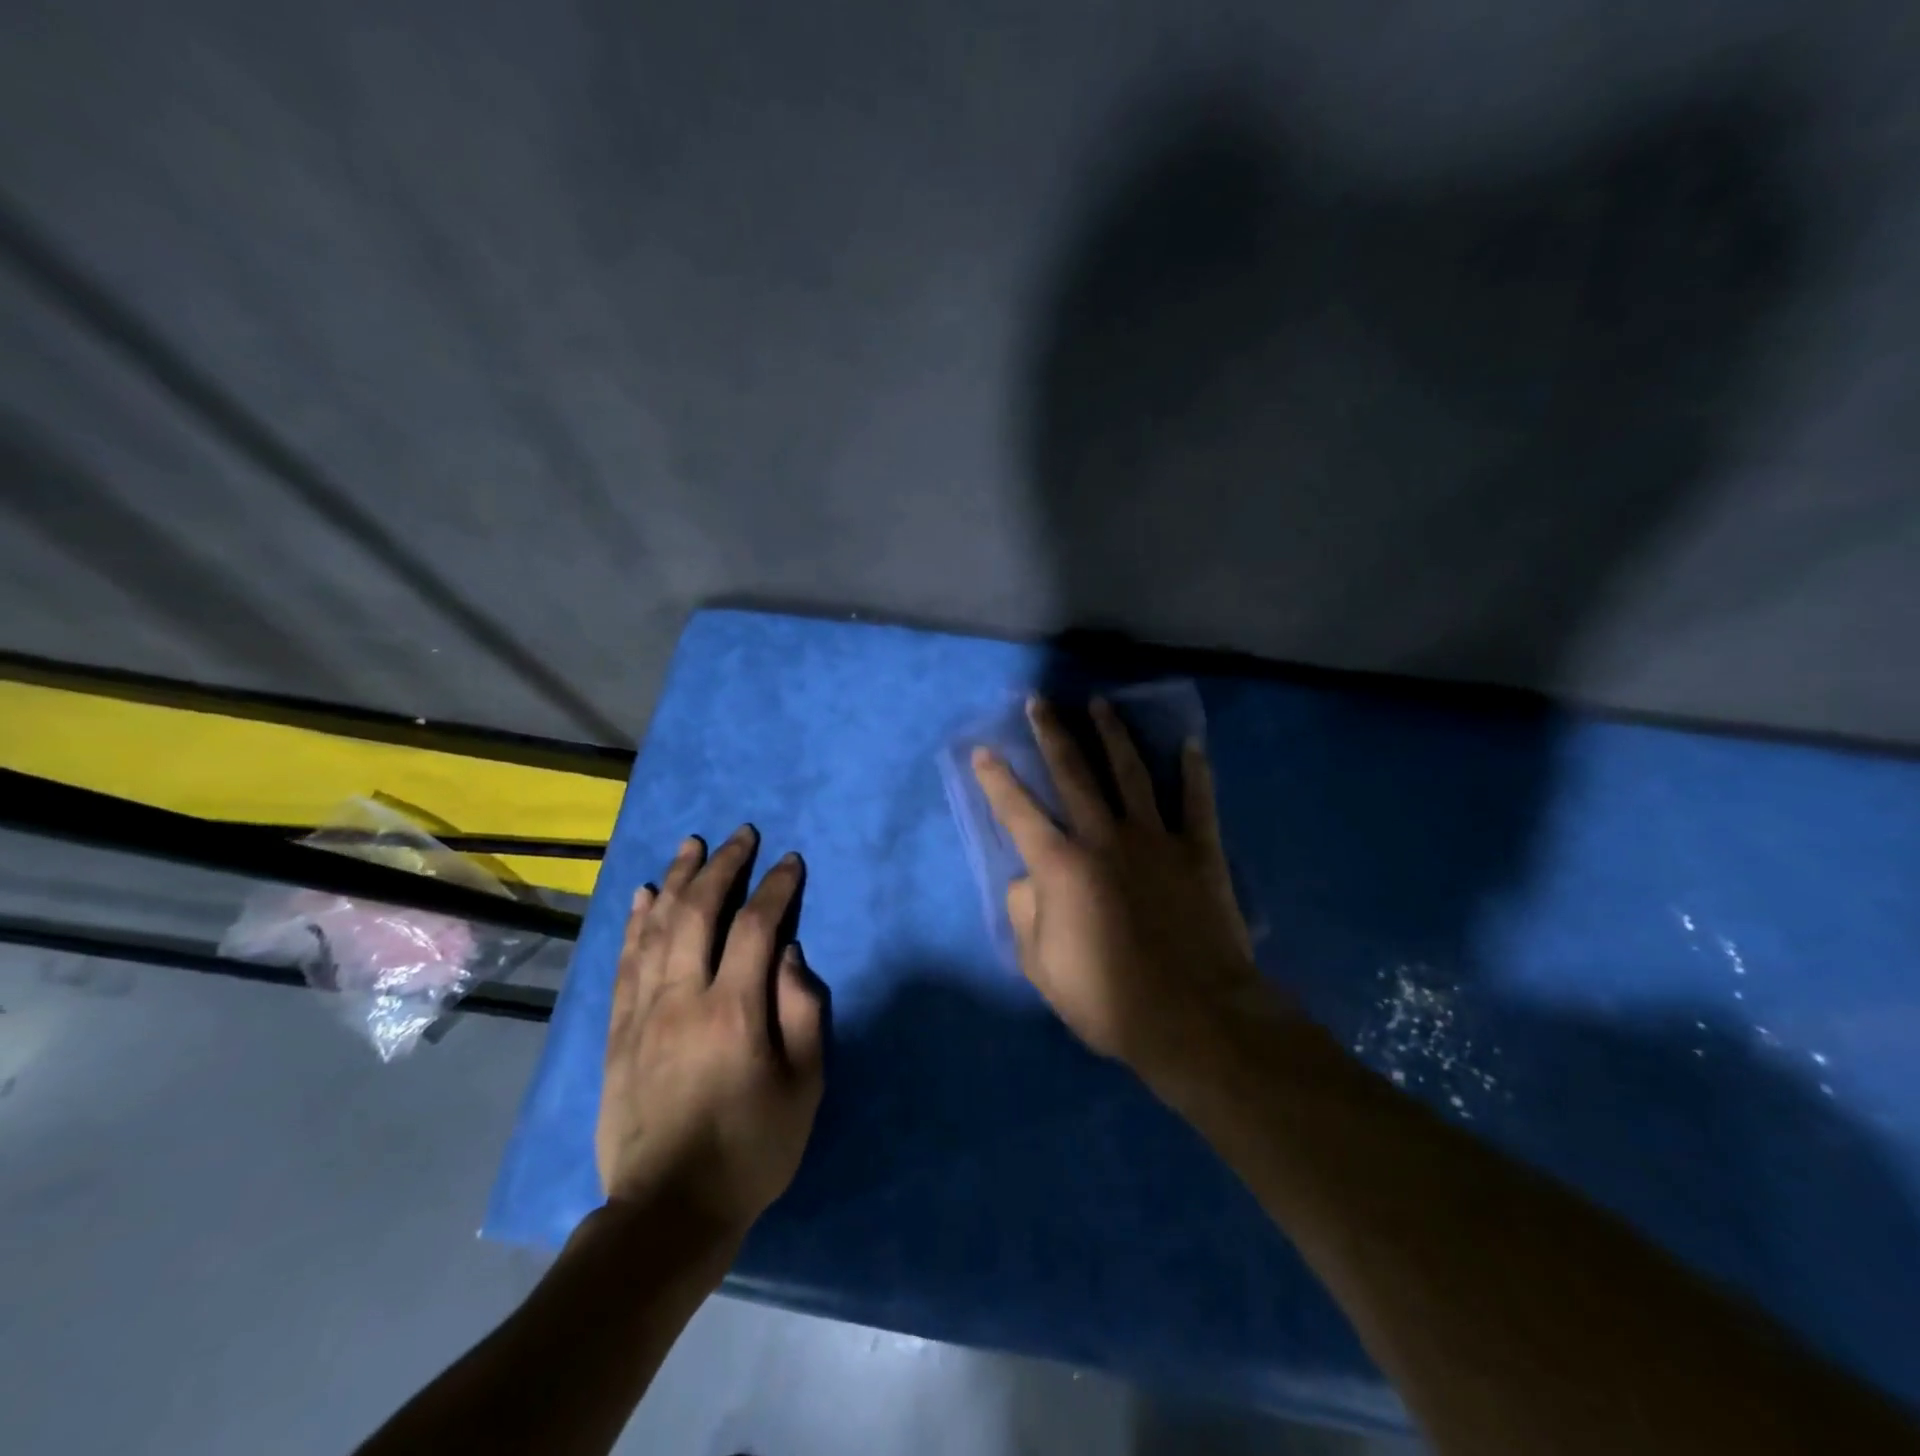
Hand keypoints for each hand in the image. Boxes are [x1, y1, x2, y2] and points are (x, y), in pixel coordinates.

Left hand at [595, 827, 823, 1239]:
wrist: (668, 1212)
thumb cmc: (751, 1148)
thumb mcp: (804, 1086)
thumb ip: (803, 1012)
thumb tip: (791, 955)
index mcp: (733, 1010)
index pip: (755, 927)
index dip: (776, 887)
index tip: (791, 862)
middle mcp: (682, 998)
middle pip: (697, 912)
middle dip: (722, 866)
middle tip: (740, 835)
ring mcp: (643, 1012)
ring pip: (655, 927)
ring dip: (676, 879)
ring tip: (691, 845)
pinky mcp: (618, 1032)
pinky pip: (625, 961)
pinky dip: (635, 922)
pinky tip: (642, 896)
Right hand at [971, 697, 1279, 1088]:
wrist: (1194, 1018)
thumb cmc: (1109, 1000)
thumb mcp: (1042, 967)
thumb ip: (1025, 915)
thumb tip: (1027, 879)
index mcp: (1061, 866)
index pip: (1018, 811)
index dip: (997, 779)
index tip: (983, 749)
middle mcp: (1104, 838)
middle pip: (1074, 774)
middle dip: (1053, 734)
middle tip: (1040, 701)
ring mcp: (1155, 839)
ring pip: (1130, 773)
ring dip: (1113, 735)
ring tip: (1100, 704)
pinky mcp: (1199, 851)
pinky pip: (1197, 802)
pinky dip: (1194, 771)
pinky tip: (1191, 743)